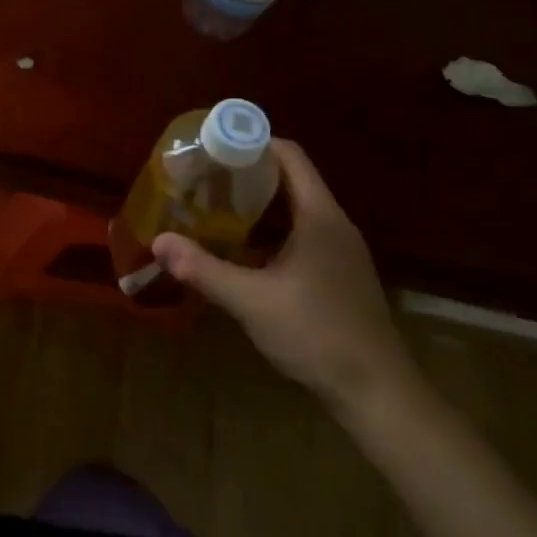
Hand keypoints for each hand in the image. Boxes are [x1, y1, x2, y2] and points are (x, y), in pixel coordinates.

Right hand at [151, 139, 419, 415]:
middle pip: (290, 178)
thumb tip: (158, 242)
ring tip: (214, 204)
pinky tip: (243, 247)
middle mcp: (334, 224)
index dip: (253, 142)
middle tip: (204, 175)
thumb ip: (204, 269)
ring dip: (258, 202)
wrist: (378, 394)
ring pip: (296, 207)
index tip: (213, 146)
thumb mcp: (252, 301)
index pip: (289, 156)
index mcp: (320, 216)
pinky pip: (302, 232)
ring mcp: (340, 250)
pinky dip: (272, 228)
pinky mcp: (339, 274)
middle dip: (247, 172)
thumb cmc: (318, 335)